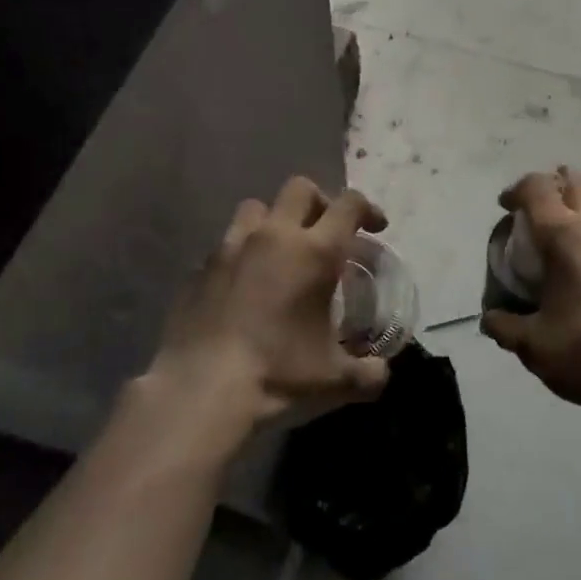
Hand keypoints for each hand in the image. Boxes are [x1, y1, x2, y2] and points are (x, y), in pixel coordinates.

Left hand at [146, 177, 391, 433]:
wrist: (200, 390)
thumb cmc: (277, 374)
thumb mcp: (334, 380)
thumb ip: (367, 373)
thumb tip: (381, 374)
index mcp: (315, 251)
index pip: (349, 204)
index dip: (368, 209)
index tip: (376, 228)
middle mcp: (274, 236)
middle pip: (300, 188)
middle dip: (319, 202)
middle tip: (327, 232)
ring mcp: (230, 248)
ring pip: (256, 208)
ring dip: (274, 220)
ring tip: (280, 251)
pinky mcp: (199, 269)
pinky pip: (225, 246)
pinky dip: (241, 256)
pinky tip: (243, 287)